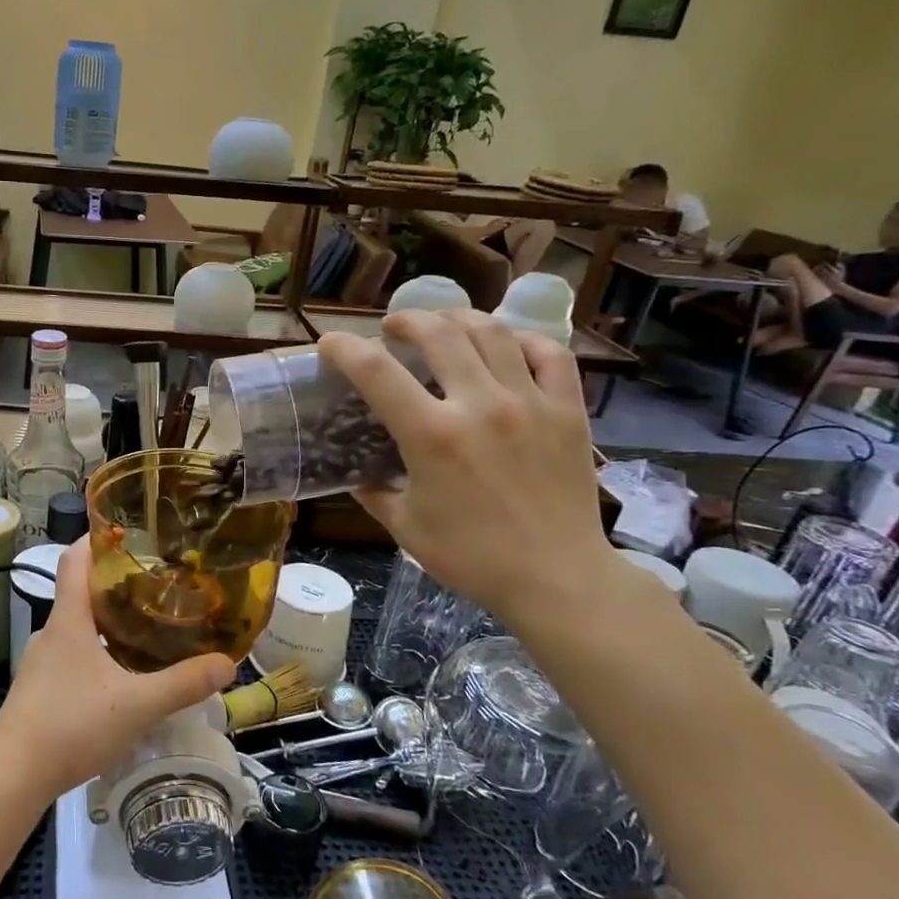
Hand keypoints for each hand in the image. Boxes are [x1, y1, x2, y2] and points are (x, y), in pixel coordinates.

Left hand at [0, 540, 232, 800]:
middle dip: (117, 584)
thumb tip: (227, 663)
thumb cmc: (71, 725)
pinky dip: (99, 652)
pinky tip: (123, 677)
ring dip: (109, 622)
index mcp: (69, 619)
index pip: (74, 558)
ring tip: (148, 630)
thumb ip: (183, 684)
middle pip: (81, 591)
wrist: (12, 776)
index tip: (129, 531)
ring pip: (78, 627)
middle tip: (158, 586)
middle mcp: (51, 632)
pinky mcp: (39, 689)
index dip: (97, 538)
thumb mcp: (137, 705)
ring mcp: (42, 662)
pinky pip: (73, 656)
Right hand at [317, 309, 620, 624]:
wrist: (557, 578)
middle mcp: (480, 405)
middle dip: (406, 320)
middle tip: (392, 329)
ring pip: (492, 332)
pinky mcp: (568, 411)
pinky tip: (506, 346)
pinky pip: (550, 354)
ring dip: (458, 319)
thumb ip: (375, 493)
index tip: (330, 343)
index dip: (345, 349)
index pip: (376, 372)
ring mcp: (530, 403)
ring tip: (443, 326)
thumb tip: (357, 474)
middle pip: (438, 333)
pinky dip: (523, 340)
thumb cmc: (473, 557)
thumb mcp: (405, 528)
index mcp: (432, 436)